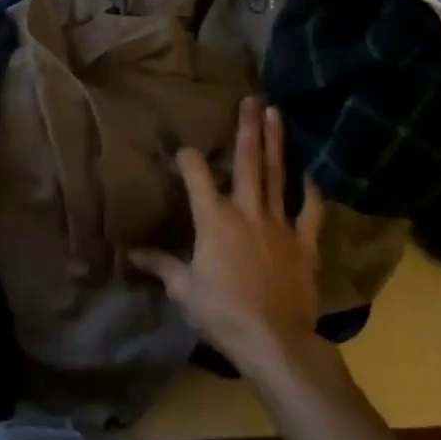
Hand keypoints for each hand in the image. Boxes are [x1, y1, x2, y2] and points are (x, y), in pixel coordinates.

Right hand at [131, 97, 325, 374]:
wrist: (275, 340)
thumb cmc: (222, 313)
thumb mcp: (183, 289)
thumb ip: (159, 264)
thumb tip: (130, 252)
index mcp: (213, 218)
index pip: (195, 175)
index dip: (187, 158)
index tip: (183, 150)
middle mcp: (246, 210)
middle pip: (246, 161)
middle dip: (247, 128)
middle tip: (251, 99)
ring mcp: (279, 224)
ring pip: (277, 175)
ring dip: (276, 143)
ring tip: (276, 114)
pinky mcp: (304, 243)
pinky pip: (311, 211)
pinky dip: (310, 191)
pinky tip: (309, 174)